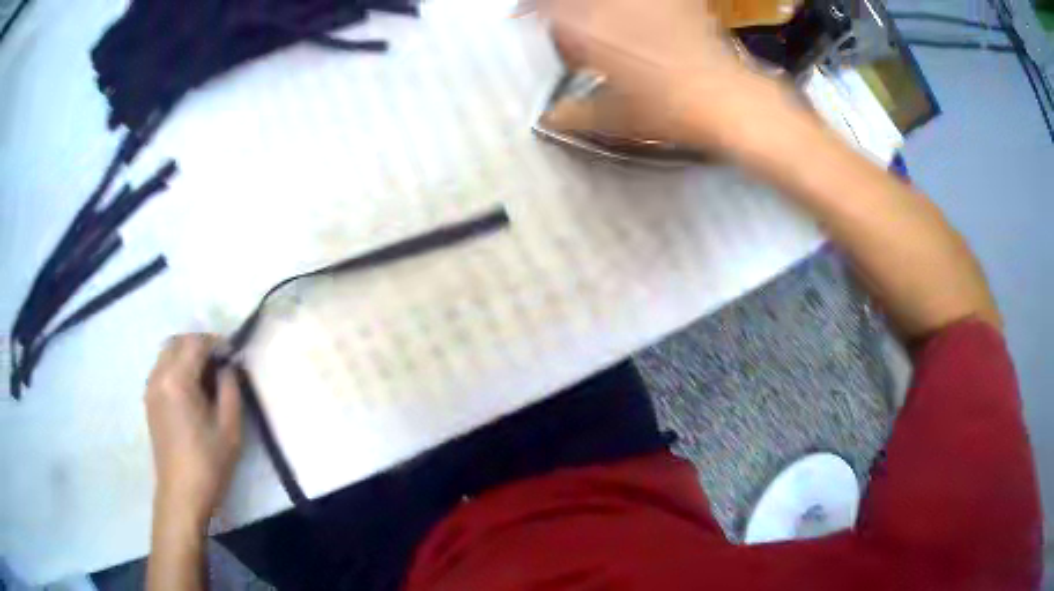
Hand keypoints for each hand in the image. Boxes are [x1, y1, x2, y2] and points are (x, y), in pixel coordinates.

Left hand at [145, 334, 241, 527]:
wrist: (182, 494)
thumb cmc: (209, 463)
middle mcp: (159, 376)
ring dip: (187, 354)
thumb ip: (230, 388)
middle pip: (178, 342)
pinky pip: (162, 368)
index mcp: (177, 379)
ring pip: (167, 353)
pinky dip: (177, 366)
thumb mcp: (230, 427)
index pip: (196, 343)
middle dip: (200, 344)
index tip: (233, 355)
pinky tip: (192, 389)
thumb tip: (228, 367)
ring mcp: (151, 388)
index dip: (217, 343)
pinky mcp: (149, 400)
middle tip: (221, 362)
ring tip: (207, 376)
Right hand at [538, 0, 797, 148]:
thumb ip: (577, 114)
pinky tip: (637, 15)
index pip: (545, 5)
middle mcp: (613, 6)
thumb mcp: (617, 117)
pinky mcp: (676, 2)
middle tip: (563, 20)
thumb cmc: (668, 110)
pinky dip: (635, 7)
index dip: (529, 8)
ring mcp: (646, 2)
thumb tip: (550, 116)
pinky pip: (648, 2)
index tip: (523, 16)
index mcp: (589, 29)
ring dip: (597, 7)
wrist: (727, 100)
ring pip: (612, 0)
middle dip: (560, 8)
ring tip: (595, 17)